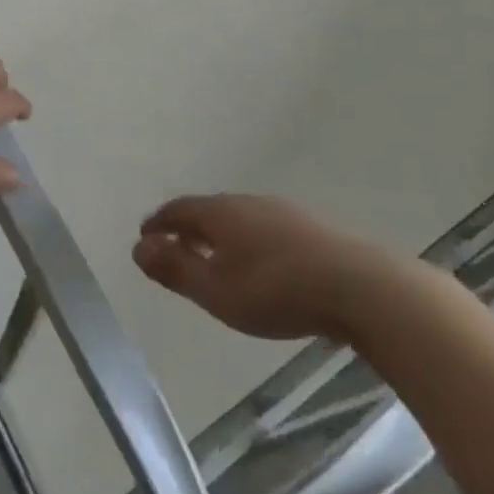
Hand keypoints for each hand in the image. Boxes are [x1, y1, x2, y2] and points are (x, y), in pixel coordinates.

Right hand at [133, 195, 397, 343]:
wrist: (355, 285)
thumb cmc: (274, 290)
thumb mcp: (215, 290)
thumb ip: (175, 270)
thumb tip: (139, 247)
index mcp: (220, 213)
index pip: (179, 209)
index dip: (159, 222)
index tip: (145, 236)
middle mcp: (246, 202)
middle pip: (208, 210)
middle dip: (186, 227)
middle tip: (173, 247)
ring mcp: (280, 212)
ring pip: (237, 218)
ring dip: (217, 234)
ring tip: (211, 257)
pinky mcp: (306, 229)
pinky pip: (261, 228)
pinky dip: (244, 241)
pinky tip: (255, 262)